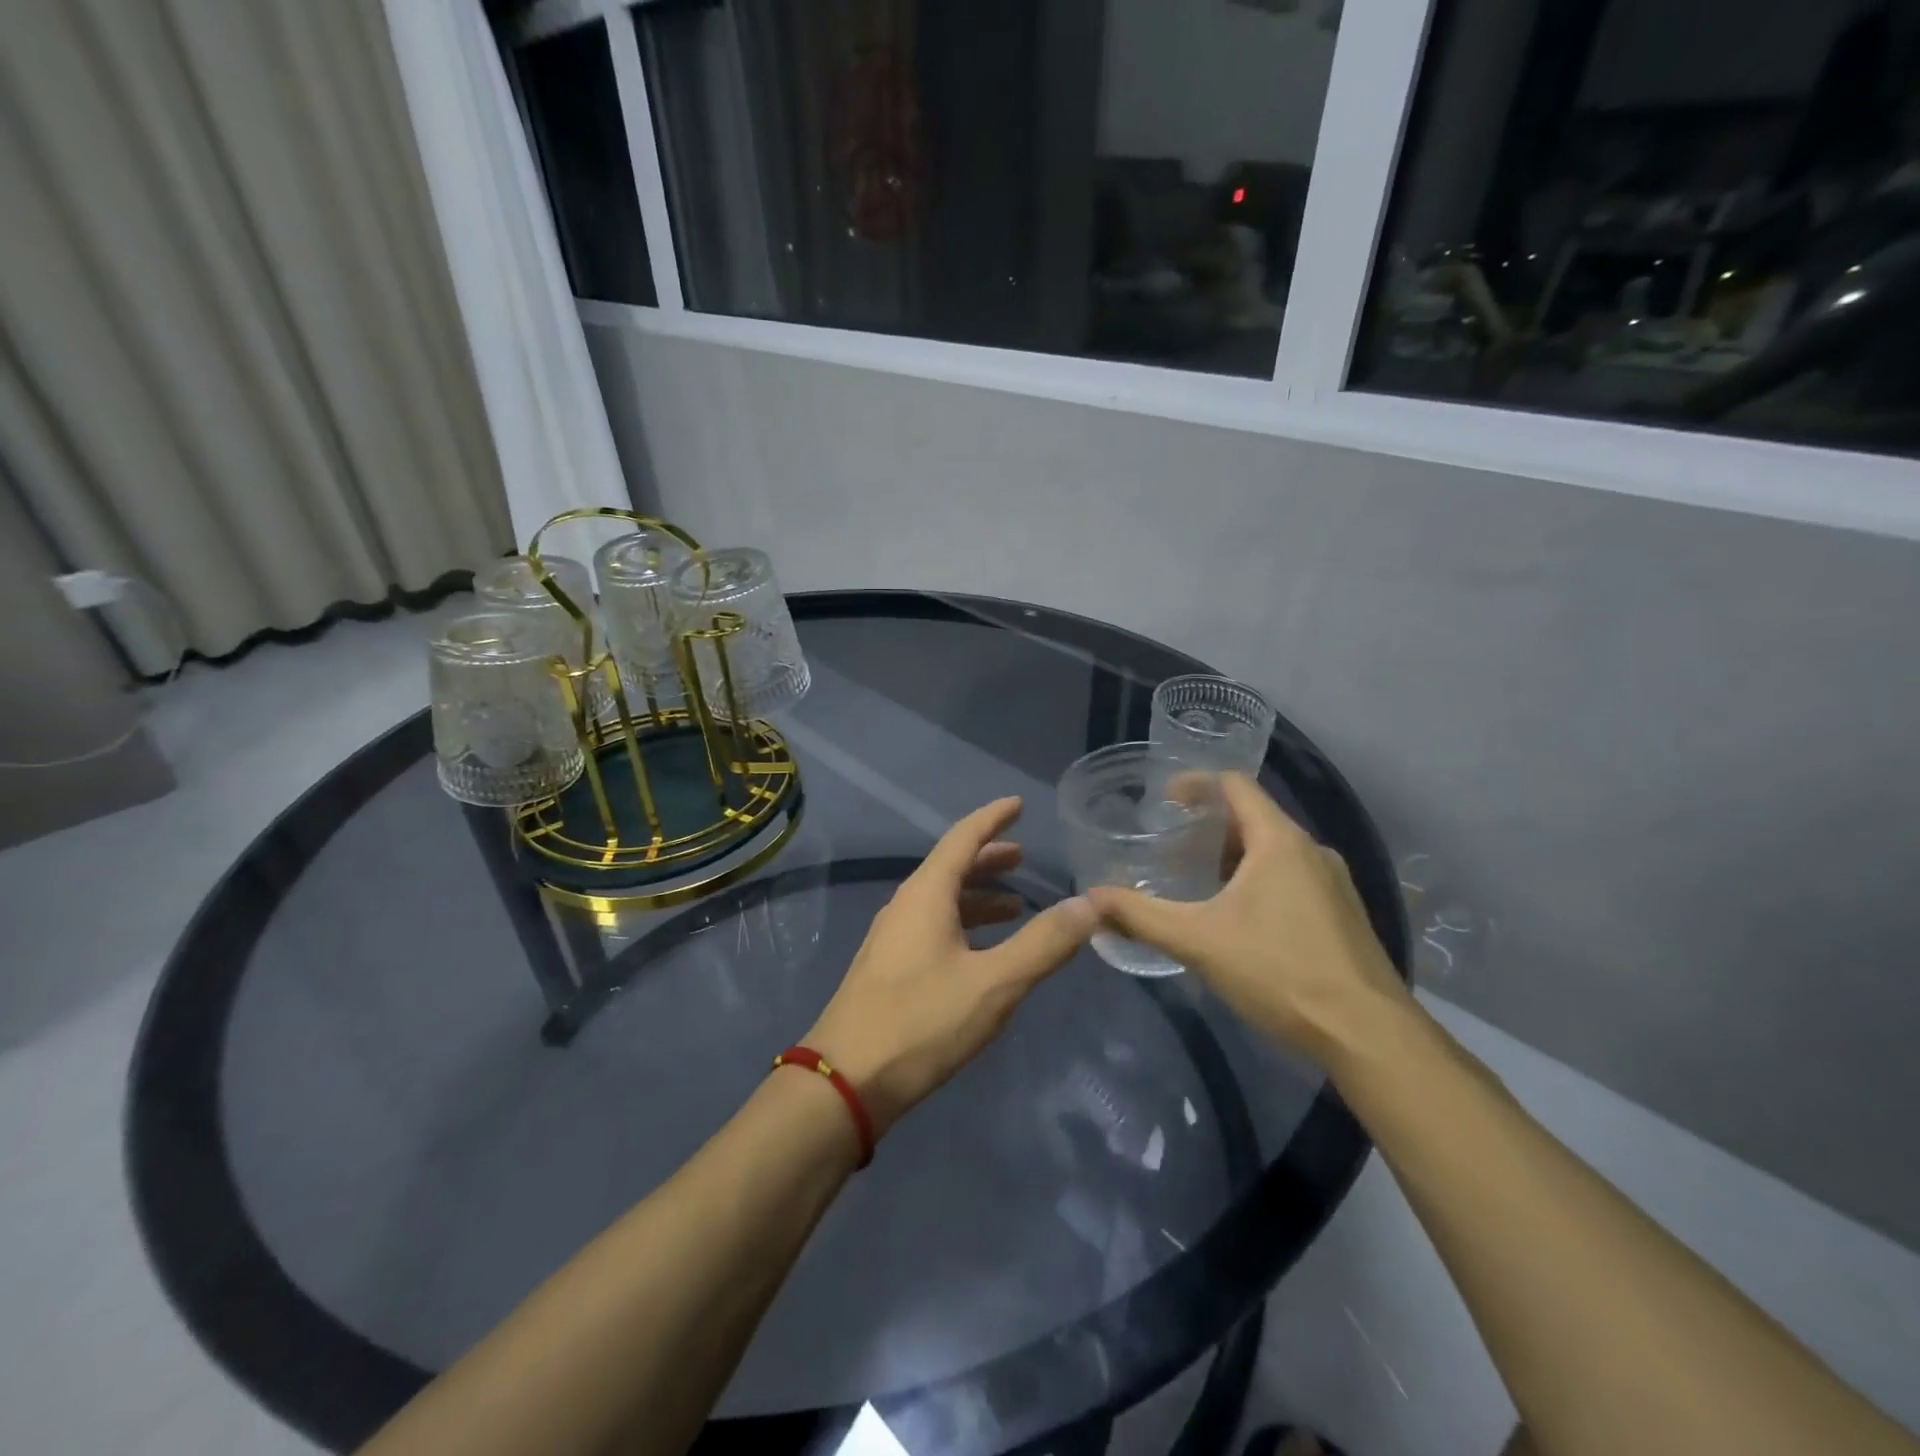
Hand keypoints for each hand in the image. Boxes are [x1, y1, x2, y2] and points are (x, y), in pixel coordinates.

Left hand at [805, 797, 1097, 1135]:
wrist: (845, 1080)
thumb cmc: (922, 1022)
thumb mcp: (995, 982)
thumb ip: (1045, 942)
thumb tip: (1090, 903)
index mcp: (926, 894)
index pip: (963, 838)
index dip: (993, 818)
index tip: (1018, 803)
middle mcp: (905, 906)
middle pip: (951, 867)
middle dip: (988, 858)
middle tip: (1023, 856)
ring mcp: (892, 938)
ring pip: (941, 901)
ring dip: (977, 896)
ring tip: (1014, 904)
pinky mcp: (888, 968)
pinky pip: (933, 927)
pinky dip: (963, 924)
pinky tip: (982, 951)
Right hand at [1086, 773, 1407, 1064]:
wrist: (1367, 1033)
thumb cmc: (1279, 970)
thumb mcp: (1198, 941)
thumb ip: (1141, 915)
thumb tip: (1092, 897)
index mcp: (1279, 841)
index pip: (1235, 785)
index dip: (1196, 783)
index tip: (1163, 800)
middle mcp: (1311, 850)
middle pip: (1253, 817)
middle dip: (1208, 827)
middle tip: (1170, 848)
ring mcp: (1333, 882)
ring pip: (1274, 851)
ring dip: (1233, 856)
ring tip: (1197, 881)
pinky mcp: (1343, 914)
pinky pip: (1292, 877)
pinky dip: (1258, 880)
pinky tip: (1239, 918)